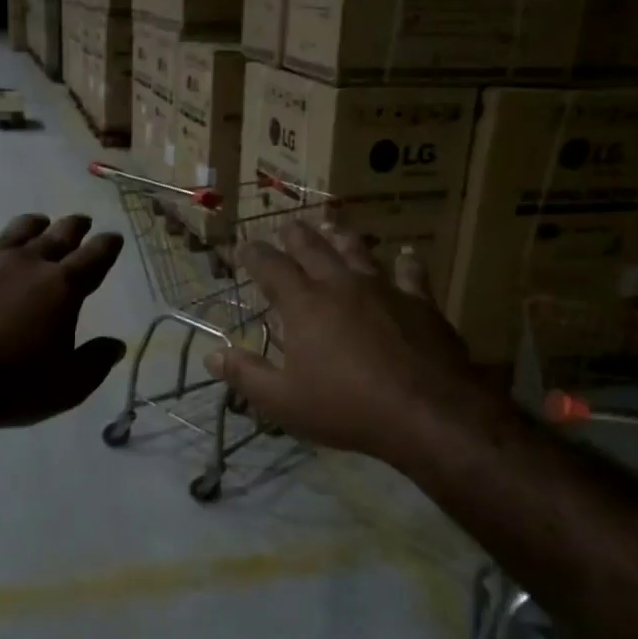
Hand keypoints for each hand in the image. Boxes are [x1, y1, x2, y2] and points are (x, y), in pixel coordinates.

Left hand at [0, 214, 125, 432]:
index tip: (113, 238)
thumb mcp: (68, 386)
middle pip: (57, 235)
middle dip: (74, 227)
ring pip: (15, 232)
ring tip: (38, 224)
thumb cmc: (12, 386)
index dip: (107, 246)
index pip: (94, 257)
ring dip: (32, 227)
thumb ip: (95, 361)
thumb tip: (115, 345)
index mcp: (61, 287)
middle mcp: (25, 263)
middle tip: (82, 221)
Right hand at [206, 222, 503, 466]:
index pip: (271, 267)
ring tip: (333, 228)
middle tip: (286, 227)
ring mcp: (384, 289)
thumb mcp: (283, 401)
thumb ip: (246, 375)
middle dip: (295, 236)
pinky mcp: (420, 302)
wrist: (425, 411)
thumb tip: (212, 355)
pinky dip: (408, 262)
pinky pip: (412, 274)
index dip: (254, 255)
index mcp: (304, 304)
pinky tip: (408, 253)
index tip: (243, 247)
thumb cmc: (346, 407)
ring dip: (342, 238)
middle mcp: (341, 285)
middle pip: (314, 249)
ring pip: (359, 252)